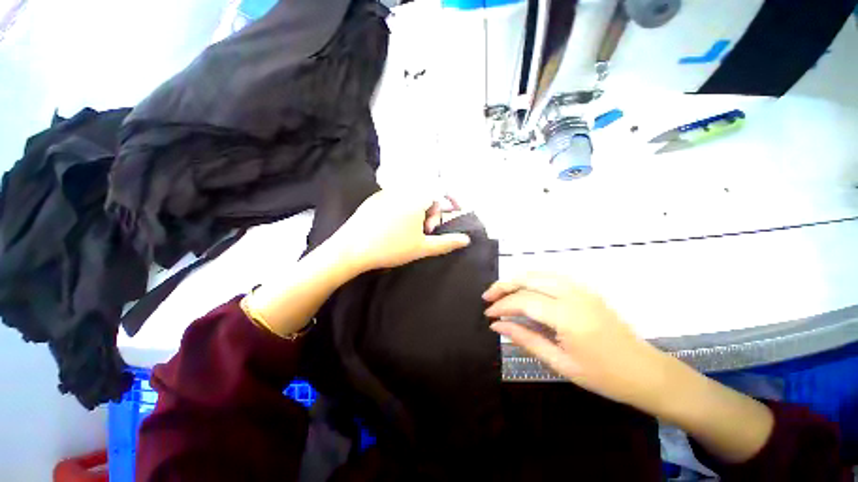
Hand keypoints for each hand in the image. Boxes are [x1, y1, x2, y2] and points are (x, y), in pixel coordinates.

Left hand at [332, 190, 470, 272]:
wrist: (351, 249)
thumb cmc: (391, 248)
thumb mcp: (422, 247)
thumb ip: (446, 242)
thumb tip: (466, 240)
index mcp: (416, 198)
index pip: (441, 189)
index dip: (451, 199)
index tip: (455, 211)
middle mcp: (402, 190)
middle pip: (426, 194)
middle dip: (433, 211)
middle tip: (428, 230)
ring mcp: (385, 193)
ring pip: (411, 196)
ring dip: (419, 210)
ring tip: (413, 230)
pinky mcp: (374, 199)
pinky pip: (396, 198)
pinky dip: (404, 208)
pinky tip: (396, 226)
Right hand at [483, 273, 671, 412]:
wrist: (645, 371)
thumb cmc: (603, 375)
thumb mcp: (560, 363)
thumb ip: (525, 339)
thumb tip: (497, 326)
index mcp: (568, 317)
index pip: (524, 301)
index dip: (502, 305)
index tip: (488, 314)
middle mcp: (573, 295)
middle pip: (529, 279)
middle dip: (504, 285)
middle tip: (488, 297)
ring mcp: (581, 289)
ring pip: (539, 273)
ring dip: (517, 280)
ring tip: (502, 292)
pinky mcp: (585, 289)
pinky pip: (551, 276)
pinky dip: (532, 279)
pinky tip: (525, 290)